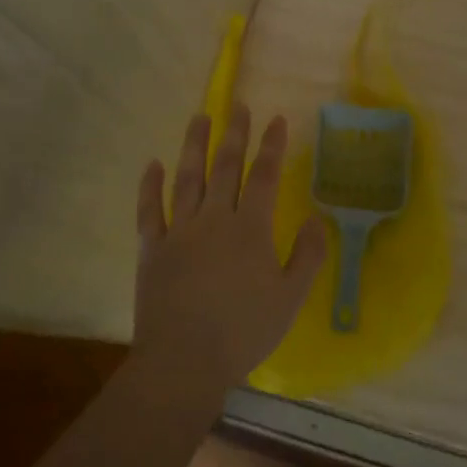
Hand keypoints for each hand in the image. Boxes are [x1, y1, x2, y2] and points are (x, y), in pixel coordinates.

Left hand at [134, 105, 326, 392]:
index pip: (264, 177)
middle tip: (238, 105)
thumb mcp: (291, 298)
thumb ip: (307, 256)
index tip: (276, 120)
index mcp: (250, 229)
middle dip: (234, 134)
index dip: (272, 147)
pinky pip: (149, 210)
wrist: (184, 360)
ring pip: (187, 178)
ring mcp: (179, 231)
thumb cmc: (243, 331)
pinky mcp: (152, 248)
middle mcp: (214, 219)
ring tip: (199, 117)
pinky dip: (149, 186)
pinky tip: (152, 164)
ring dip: (194, 145)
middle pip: (225, 167)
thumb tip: (317, 220)